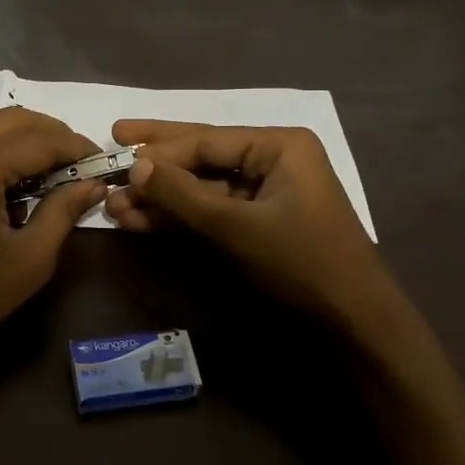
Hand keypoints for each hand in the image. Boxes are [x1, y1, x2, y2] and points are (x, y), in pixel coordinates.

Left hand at [0, 108, 106, 380]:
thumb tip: (93, 184)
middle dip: (51, 135)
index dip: (77, 147)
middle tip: (76, 166)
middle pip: (13, 120)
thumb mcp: (29, 260)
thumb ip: (64, 212)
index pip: (42, 138)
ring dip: (21, 143)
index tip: (101, 163)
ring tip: (44, 177)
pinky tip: (2, 187)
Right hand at [104, 120, 387, 326]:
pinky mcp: (256, 224)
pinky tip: (139, 220)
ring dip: (160, 196)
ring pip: (201, 187)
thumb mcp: (236, 226)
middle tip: (111, 139)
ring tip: (113, 202)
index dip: (158, 150)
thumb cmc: (301, 263)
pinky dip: (178, 218)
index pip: (206, 139)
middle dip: (156, 158)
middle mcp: (272, 160)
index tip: (116, 155)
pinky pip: (210, 212)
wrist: (354, 324)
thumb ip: (182, 194)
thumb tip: (134, 166)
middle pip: (201, 154)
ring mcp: (264, 194)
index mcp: (279, 146)